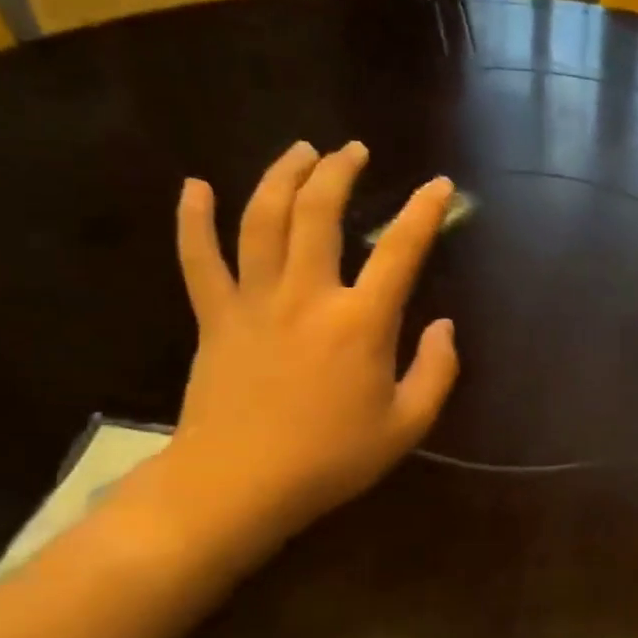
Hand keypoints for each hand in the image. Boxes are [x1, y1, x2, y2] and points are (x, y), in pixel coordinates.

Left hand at [166, 141, 458, 540]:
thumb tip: (444, 326)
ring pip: (261, 220)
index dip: (424, 211)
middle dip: (339, 172)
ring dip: (282, 177)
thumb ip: (437, 371)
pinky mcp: (214, 318)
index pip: (401, 250)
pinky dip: (193, 220)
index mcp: (361, 322)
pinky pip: (199, 259)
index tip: (439, 185)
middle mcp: (307, 296)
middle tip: (354, 151)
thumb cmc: (331, 458)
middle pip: (319, 214)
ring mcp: (253, 302)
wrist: (236, 487)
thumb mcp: (407, 424)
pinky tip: (194, 186)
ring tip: (300, 150)